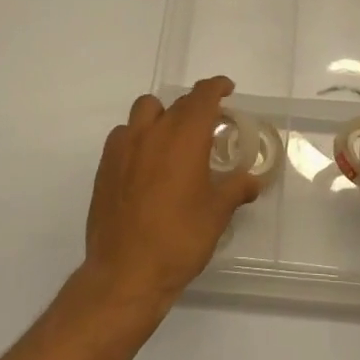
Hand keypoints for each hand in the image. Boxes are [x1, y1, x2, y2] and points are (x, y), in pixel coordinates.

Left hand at [83, 77, 261, 308]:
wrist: (125, 273)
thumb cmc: (179, 239)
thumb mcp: (217, 214)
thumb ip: (236, 188)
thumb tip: (253, 180)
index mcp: (185, 136)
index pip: (202, 96)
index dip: (216, 87)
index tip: (226, 89)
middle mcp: (153, 132)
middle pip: (176, 103)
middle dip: (194, 107)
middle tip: (208, 126)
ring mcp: (124, 147)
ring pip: (144, 111)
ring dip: (161, 116)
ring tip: (172, 139)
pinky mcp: (105, 166)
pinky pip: (123, 135)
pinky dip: (138, 138)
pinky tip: (146, 163)